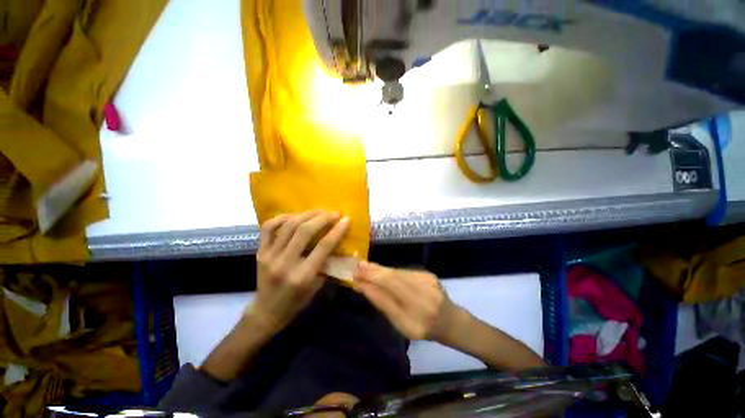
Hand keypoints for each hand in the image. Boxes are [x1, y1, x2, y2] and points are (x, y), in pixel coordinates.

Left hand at [248, 211, 349, 332]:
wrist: (266, 312)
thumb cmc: (297, 301)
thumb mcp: (317, 286)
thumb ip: (327, 263)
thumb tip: (337, 241)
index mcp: (302, 276)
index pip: (323, 246)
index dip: (337, 230)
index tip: (346, 219)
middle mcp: (284, 263)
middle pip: (304, 231)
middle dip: (322, 218)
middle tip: (334, 213)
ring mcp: (269, 256)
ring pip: (288, 226)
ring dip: (307, 214)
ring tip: (319, 211)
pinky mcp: (260, 251)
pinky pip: (269, 227)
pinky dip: (283, 217)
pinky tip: (295, 216)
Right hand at [353, 262, 464, 340]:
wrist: (449, 319)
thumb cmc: (421, 327)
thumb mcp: (400, 324)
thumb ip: (383, 303)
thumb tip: (364, 285)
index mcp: (414, 318)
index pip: (387, 295)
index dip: (371, 283)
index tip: (356, 275)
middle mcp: (423, 298)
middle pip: (393, 279)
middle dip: (373, 272)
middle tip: (358, 266)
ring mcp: (427, 283)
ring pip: (398, 273)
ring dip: (381, 270)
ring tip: (366, 266)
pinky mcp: (428, 274)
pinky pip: (405, 272)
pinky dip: (392, 271)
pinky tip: (382, 271)